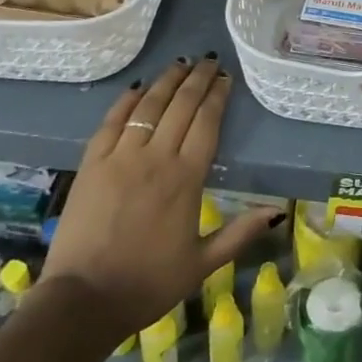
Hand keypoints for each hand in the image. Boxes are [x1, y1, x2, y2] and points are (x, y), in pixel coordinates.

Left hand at [43, 54, 279, 338]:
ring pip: (147, 106)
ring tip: (180, 64)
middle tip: (209, 61)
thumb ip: (240, 233)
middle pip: (180, 106)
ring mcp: (120, 157)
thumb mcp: (202, 264)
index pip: (207, 123)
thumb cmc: (148, 284)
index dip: (217, 96)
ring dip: (166, 81)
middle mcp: (156, 158)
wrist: (84, 301)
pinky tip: (137, 87)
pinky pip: (112, 122)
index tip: (225, 78)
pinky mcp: (92, 164)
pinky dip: (126, 101)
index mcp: (186, 178)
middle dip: (197, 79)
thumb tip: (277, 212)